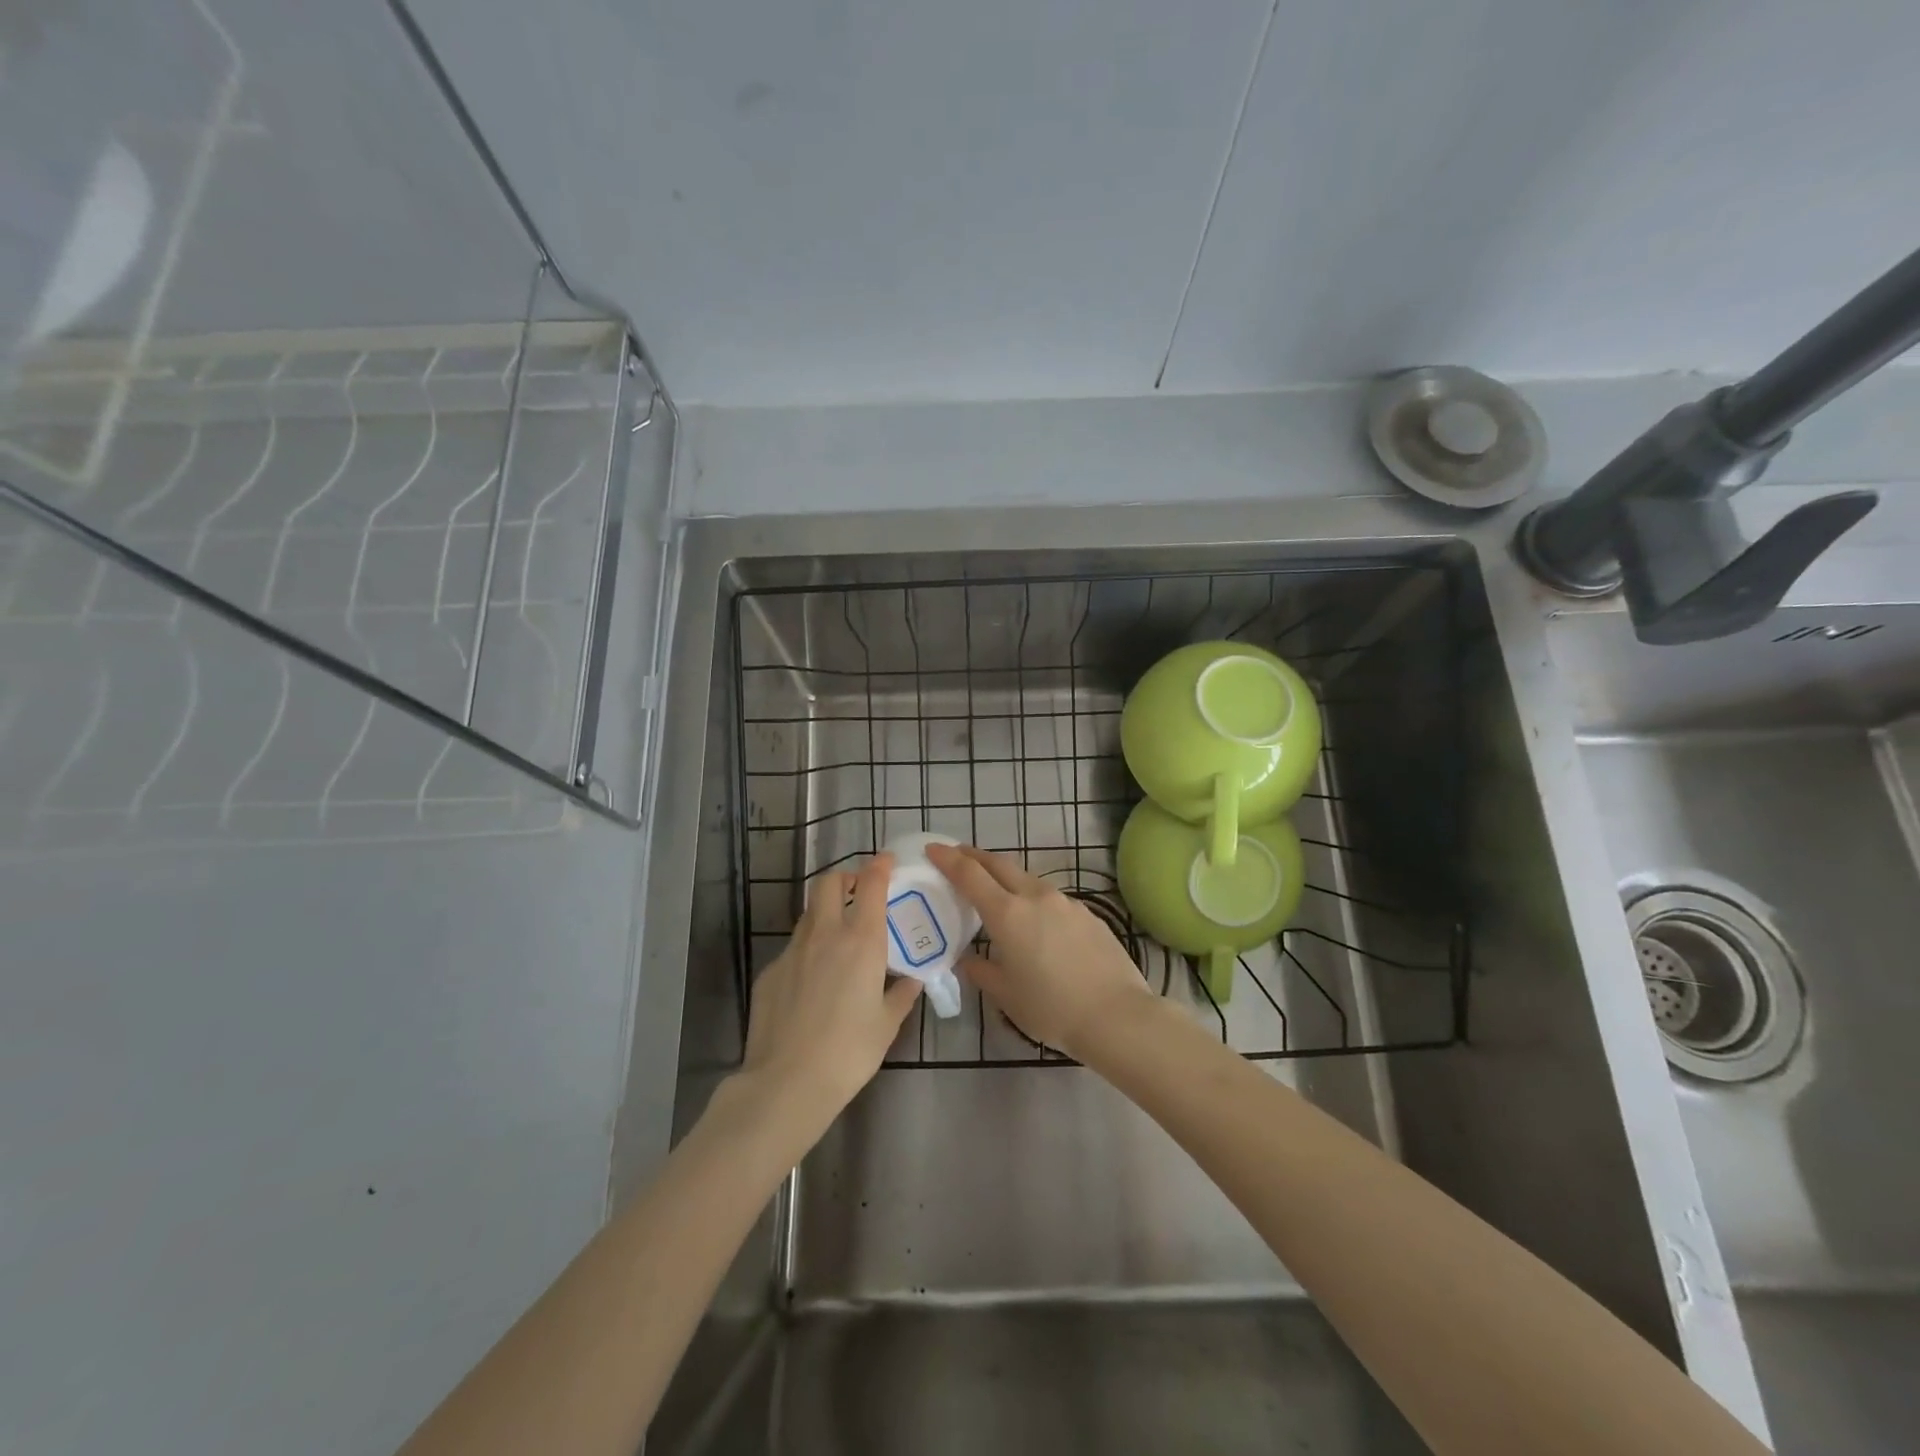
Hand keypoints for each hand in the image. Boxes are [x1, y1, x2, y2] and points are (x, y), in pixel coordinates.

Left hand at [736, 853, 921, 1123]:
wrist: (787, 1082)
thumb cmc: (850, 1051)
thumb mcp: (887, 1024)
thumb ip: (901, 995)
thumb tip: (911, 980)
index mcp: (861, 941)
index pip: (870, 884)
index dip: (879, 866)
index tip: (887, 861)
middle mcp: (825, 934)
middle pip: (829, 883)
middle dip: (845, 878)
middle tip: (858, 892)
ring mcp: (792, 951)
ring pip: (809, 913)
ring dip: (825, 912)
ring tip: (838, 936)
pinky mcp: (770, 971)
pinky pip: (793, 948)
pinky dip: (807, 949)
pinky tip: (813, 981)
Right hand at [927, 843, 1155, 1061]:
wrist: (1117, 1015)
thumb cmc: (1051, 1009)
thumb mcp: (1006, 995)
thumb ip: (982, 971)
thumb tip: (970, 959)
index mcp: (1008, 914)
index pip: (970, 875)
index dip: (948, 859)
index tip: (933, 848)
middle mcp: (1036, 897)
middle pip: (999, 864)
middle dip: (975, 857)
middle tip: (958, 856)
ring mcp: (1066, 902)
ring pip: (1027, 879)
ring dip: (1006, 877)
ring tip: (995, 891)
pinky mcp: (1088, 914)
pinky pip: (1051, 898)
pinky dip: (1033, 899)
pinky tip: (1036, 921)